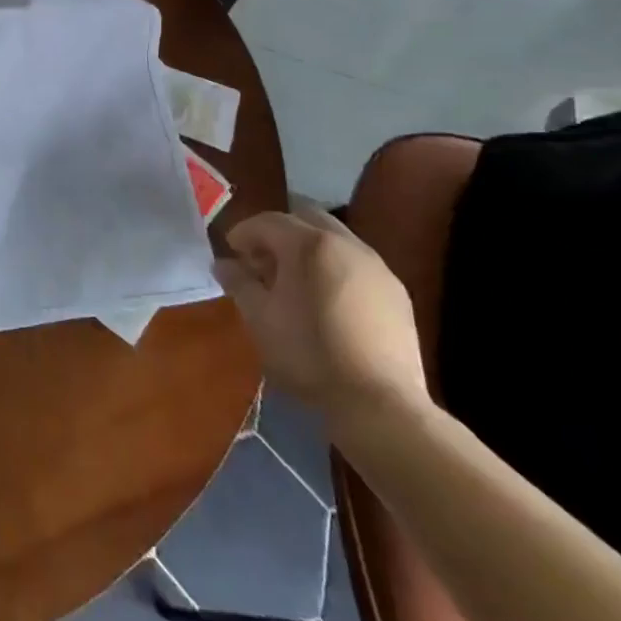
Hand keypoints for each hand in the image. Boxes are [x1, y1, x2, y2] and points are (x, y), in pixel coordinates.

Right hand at [215, 200, 429, 427]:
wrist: (379, 401)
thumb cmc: (308, 355)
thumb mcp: (259, 319)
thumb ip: (239, 283)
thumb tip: (223, 264)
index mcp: (308, 245)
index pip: (268, 221)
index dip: (244, 232)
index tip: (231, 252)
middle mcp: (346, 244)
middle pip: (305, 218)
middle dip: (279, 233)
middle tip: (261, 261)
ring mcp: (377, 266)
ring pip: (335, 239)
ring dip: (308, 249)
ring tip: (293, 282)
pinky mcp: (396, 291)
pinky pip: (356, 264)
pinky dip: (334, 268)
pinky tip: (327, 301)